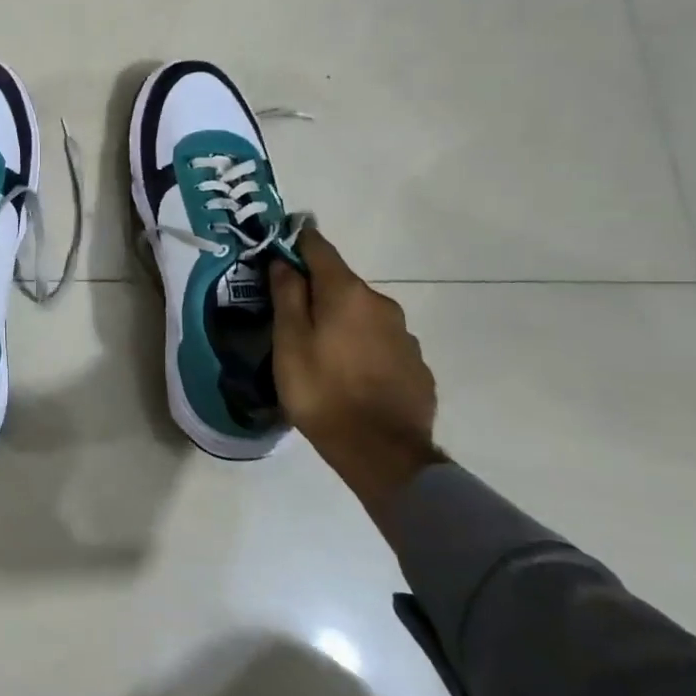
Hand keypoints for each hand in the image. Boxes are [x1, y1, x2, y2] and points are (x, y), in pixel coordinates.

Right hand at [269, 228, 442, 521]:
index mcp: (347, 293)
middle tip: (291, 317)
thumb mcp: (289, 341)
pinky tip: (349, 374)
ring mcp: (404, 335)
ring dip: (341, 322)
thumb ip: (287, 296)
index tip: (278, 247)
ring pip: (362, 315)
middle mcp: (381, 304)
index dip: (296, 242)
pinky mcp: (417, 366)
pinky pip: (380, 343)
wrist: (383, 453)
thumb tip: (283, 260)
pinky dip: (362, 347)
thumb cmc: (322, 391)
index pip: (319, 248)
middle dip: (317, 292)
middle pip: (341, 284)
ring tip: (320, 352)